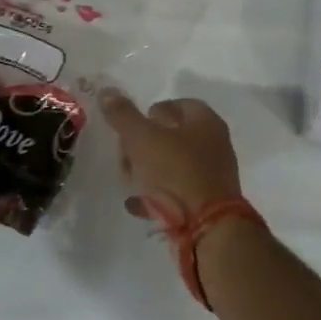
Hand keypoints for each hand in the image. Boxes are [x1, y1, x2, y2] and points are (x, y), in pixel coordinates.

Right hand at [100, 91, 243, 216]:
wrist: (205, 228)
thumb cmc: (175, 172)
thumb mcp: (142, 139)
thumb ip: (123, 115)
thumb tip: (107, 91)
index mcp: (205, 121)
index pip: (176, 104)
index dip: (150, 113)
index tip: (130, 128)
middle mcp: (213, 144)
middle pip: (172, 136)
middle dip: (142, 146)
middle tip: (124, 156)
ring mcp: (212, 175)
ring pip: (172, 165)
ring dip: (147, 171)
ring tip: (128, 181)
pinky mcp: (206, 203)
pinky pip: (176, 193)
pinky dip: (156, 195)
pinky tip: (137, 204)